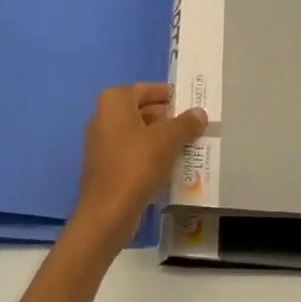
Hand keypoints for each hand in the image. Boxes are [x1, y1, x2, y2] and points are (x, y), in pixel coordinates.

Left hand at [72, 82, 207, 256]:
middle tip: (193, 126)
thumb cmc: (137, 165)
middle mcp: (103, 116)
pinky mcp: (104, 165)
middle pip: (141, 110)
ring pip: (138, 133)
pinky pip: (132, 152)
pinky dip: (149, 154)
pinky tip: (170, 165)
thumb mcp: (168, 140)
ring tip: (187, 145)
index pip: (146, 89)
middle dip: (167, 118)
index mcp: (114, 101)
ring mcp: (101, 142)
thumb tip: (199, 113)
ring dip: (160, 138)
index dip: (168, 94)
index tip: (188, 102)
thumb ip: (186, 123)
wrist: (107, 212)